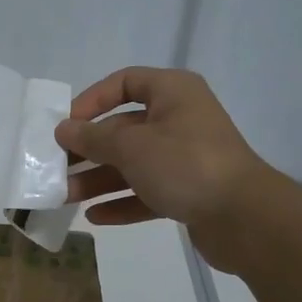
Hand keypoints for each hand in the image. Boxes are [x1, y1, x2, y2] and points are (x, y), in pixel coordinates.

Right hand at [56, 68, 279, 263]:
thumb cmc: (185, 164)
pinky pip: (147, 192)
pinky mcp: (188, 191)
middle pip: (124, 128)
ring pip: (133, 164)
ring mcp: (185, 157)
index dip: (92, 100)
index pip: (125, 82)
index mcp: (173, 93)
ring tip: (66, 197)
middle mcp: (180, 119)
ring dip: (99, 179)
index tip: (67, 124)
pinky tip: (95, 216)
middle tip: (57, 167)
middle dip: (89, 150)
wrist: (245, 218)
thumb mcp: (132, 146)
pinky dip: (122, 202)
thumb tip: (63, 129)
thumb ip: (93, 138)